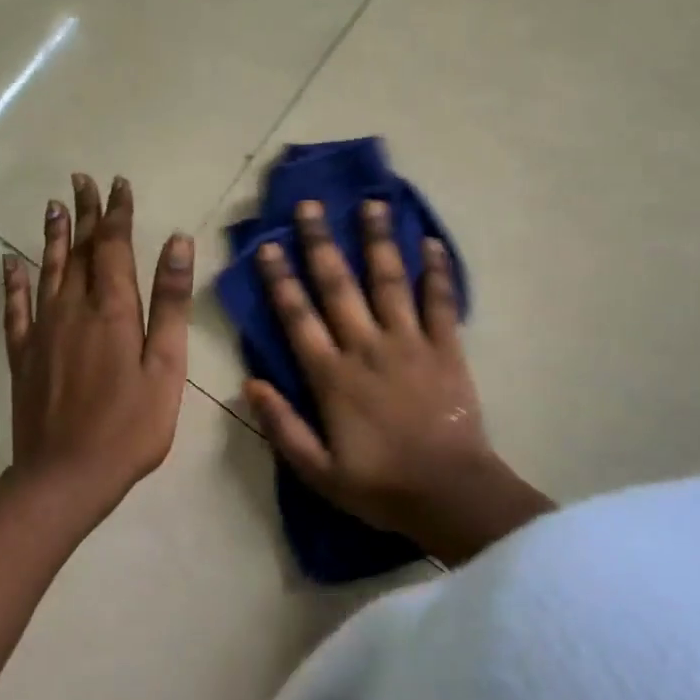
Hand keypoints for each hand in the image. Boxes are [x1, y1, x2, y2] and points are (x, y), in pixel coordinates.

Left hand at [2, 173, 194, 517]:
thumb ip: (170, 301)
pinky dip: (13, 282)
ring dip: (53, 236)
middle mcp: (73, 308)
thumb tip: (177, 242)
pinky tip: (9, 263)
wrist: (66, 477)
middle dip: (84, 213)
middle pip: (79, 250)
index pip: (113, 246)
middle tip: (82, 180)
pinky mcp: (23, 355)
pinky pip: (15, 309)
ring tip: (54, 205)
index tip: (117, 183)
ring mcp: (43, 331)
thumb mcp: (166, 365)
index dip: (116, 213)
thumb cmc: (130, 424)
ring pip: (47, 270)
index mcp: (112, 309)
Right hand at [246, 199, 551, 565]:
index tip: (267, 246)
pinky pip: (440, 301)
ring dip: (377, 241)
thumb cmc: (380, 485)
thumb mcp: (317, 472)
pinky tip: (431, 242)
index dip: (280, 280)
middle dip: (320, 243)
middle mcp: (367, 347)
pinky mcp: (446, 346)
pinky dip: (437, 271)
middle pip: (338, 285)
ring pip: (389, 281)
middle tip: (309, 206)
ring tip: (371, 204)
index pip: (298, 317)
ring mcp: (409, 342)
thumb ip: (282, 427)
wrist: (450, 495)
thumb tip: (249, 383)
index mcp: (332, 376)